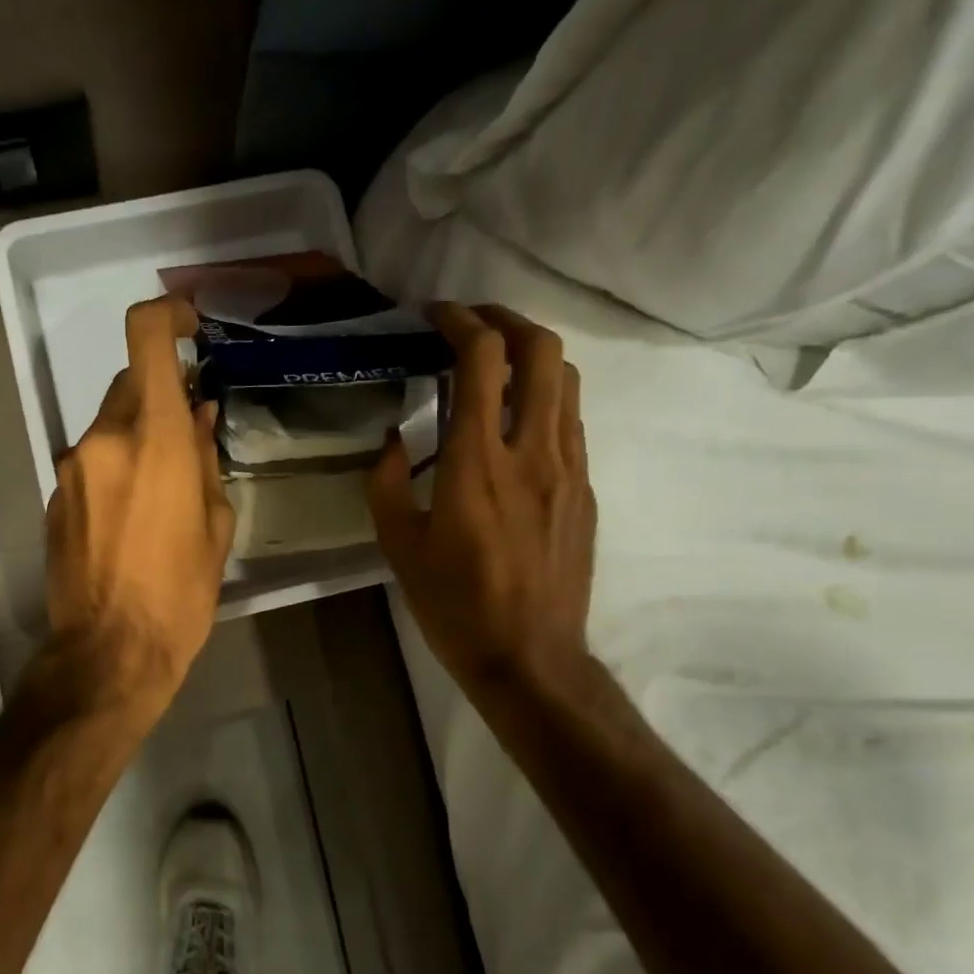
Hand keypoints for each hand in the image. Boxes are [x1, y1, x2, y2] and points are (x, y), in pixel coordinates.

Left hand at [45, 296, 234, 713]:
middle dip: (160, 399)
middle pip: (129, 385)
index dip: (166, 315)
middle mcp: (103, 439)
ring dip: (136, 436)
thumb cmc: (180, 594)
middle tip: (188, 438)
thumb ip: (205, 460)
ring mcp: (71, 467)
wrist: (109, 653)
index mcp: (152, 437)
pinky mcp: (54, 497)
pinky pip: (91, 461)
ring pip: (109, 425)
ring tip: (162, 491)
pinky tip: (130, 516)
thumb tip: (198, 418)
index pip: (145, 338)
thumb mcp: (215, 527)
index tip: (188, 325)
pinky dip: (113, 467)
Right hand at [367, 303, 595, 704]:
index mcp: (476, 464)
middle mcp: (532, 452)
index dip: (460, 321)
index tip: (435, 315)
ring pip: (566, 381)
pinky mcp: (585, 490)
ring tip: (496, 364)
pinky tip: (515, 421)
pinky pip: (570, 421)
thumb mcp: (398, 546)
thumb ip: (388, 482)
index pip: (483, 360)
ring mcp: (568, 469)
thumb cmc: (454, 605)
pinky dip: (543, 398)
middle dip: (507, 320)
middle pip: (543, 351)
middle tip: (472, 325)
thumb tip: (394, 439)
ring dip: (531, 356)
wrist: (530, 658)